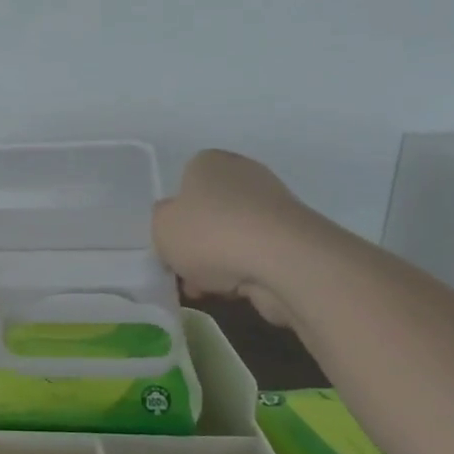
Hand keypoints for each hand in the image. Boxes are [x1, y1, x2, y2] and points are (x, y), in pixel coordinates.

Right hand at [153, 150, 303, 328]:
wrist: (282, 260)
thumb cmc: (211, 233)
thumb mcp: (162, 226)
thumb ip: (161, 221)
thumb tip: (175, 221)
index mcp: (210, 162)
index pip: (185, 183)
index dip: (175, 215)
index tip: (170, 242)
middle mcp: (244, 174)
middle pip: (210, 212)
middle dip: (197, 244)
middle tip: (185, 270)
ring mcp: (273, 206)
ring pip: (232, 237)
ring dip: (218, 262)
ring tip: (207, 289)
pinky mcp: (292, 238)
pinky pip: (255, 255)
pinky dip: (243, 272)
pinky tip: (233, 291)